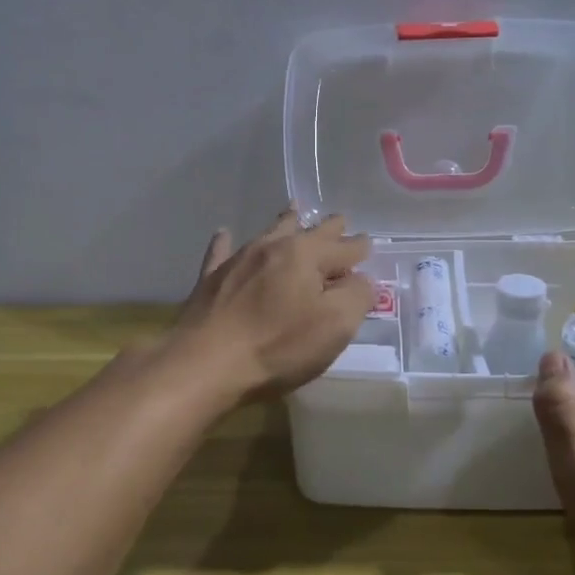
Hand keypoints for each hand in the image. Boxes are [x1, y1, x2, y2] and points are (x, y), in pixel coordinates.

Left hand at [169, 208, 374, 404]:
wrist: (206, 362)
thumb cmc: (278, 345)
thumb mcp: (335, 326)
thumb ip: (356, 297)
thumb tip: (361, 280)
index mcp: (306, 255)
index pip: (343, 247)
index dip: (359, 248)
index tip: (368, 245)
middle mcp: (273, 246)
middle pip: (307, 231)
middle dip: (327, 228)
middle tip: (339, 221)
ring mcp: (238, 259)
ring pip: (268, 233)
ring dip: (285, 223)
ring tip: (294, 211)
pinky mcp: (211, 279)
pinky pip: (222, 251)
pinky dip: (226, 242)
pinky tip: (224, 234)